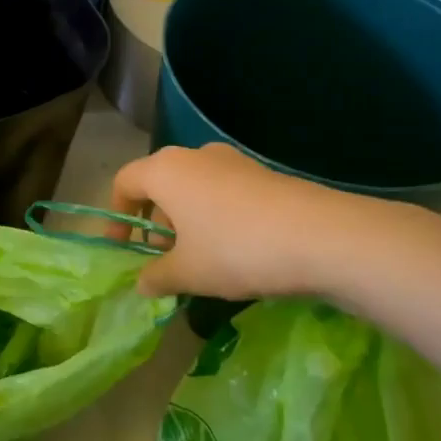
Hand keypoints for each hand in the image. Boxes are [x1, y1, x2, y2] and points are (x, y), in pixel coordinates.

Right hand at [111, 142, 405, 300]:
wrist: (323, 238)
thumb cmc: (236, 249)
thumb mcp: (188, 272)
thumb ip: (156, 276)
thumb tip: (142, 283)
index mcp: (165, 170)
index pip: (124, 182)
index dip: (116, 216)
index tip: (123, 248)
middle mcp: (194, 156)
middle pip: (159, 184)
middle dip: (154, 221)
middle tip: (162, 258)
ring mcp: (232, 161)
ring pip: (193, 188)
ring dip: (185, 220)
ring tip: (199, 259)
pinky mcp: (263, 174)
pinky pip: (223, 192)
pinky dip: (215, 217)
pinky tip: (234, 251)